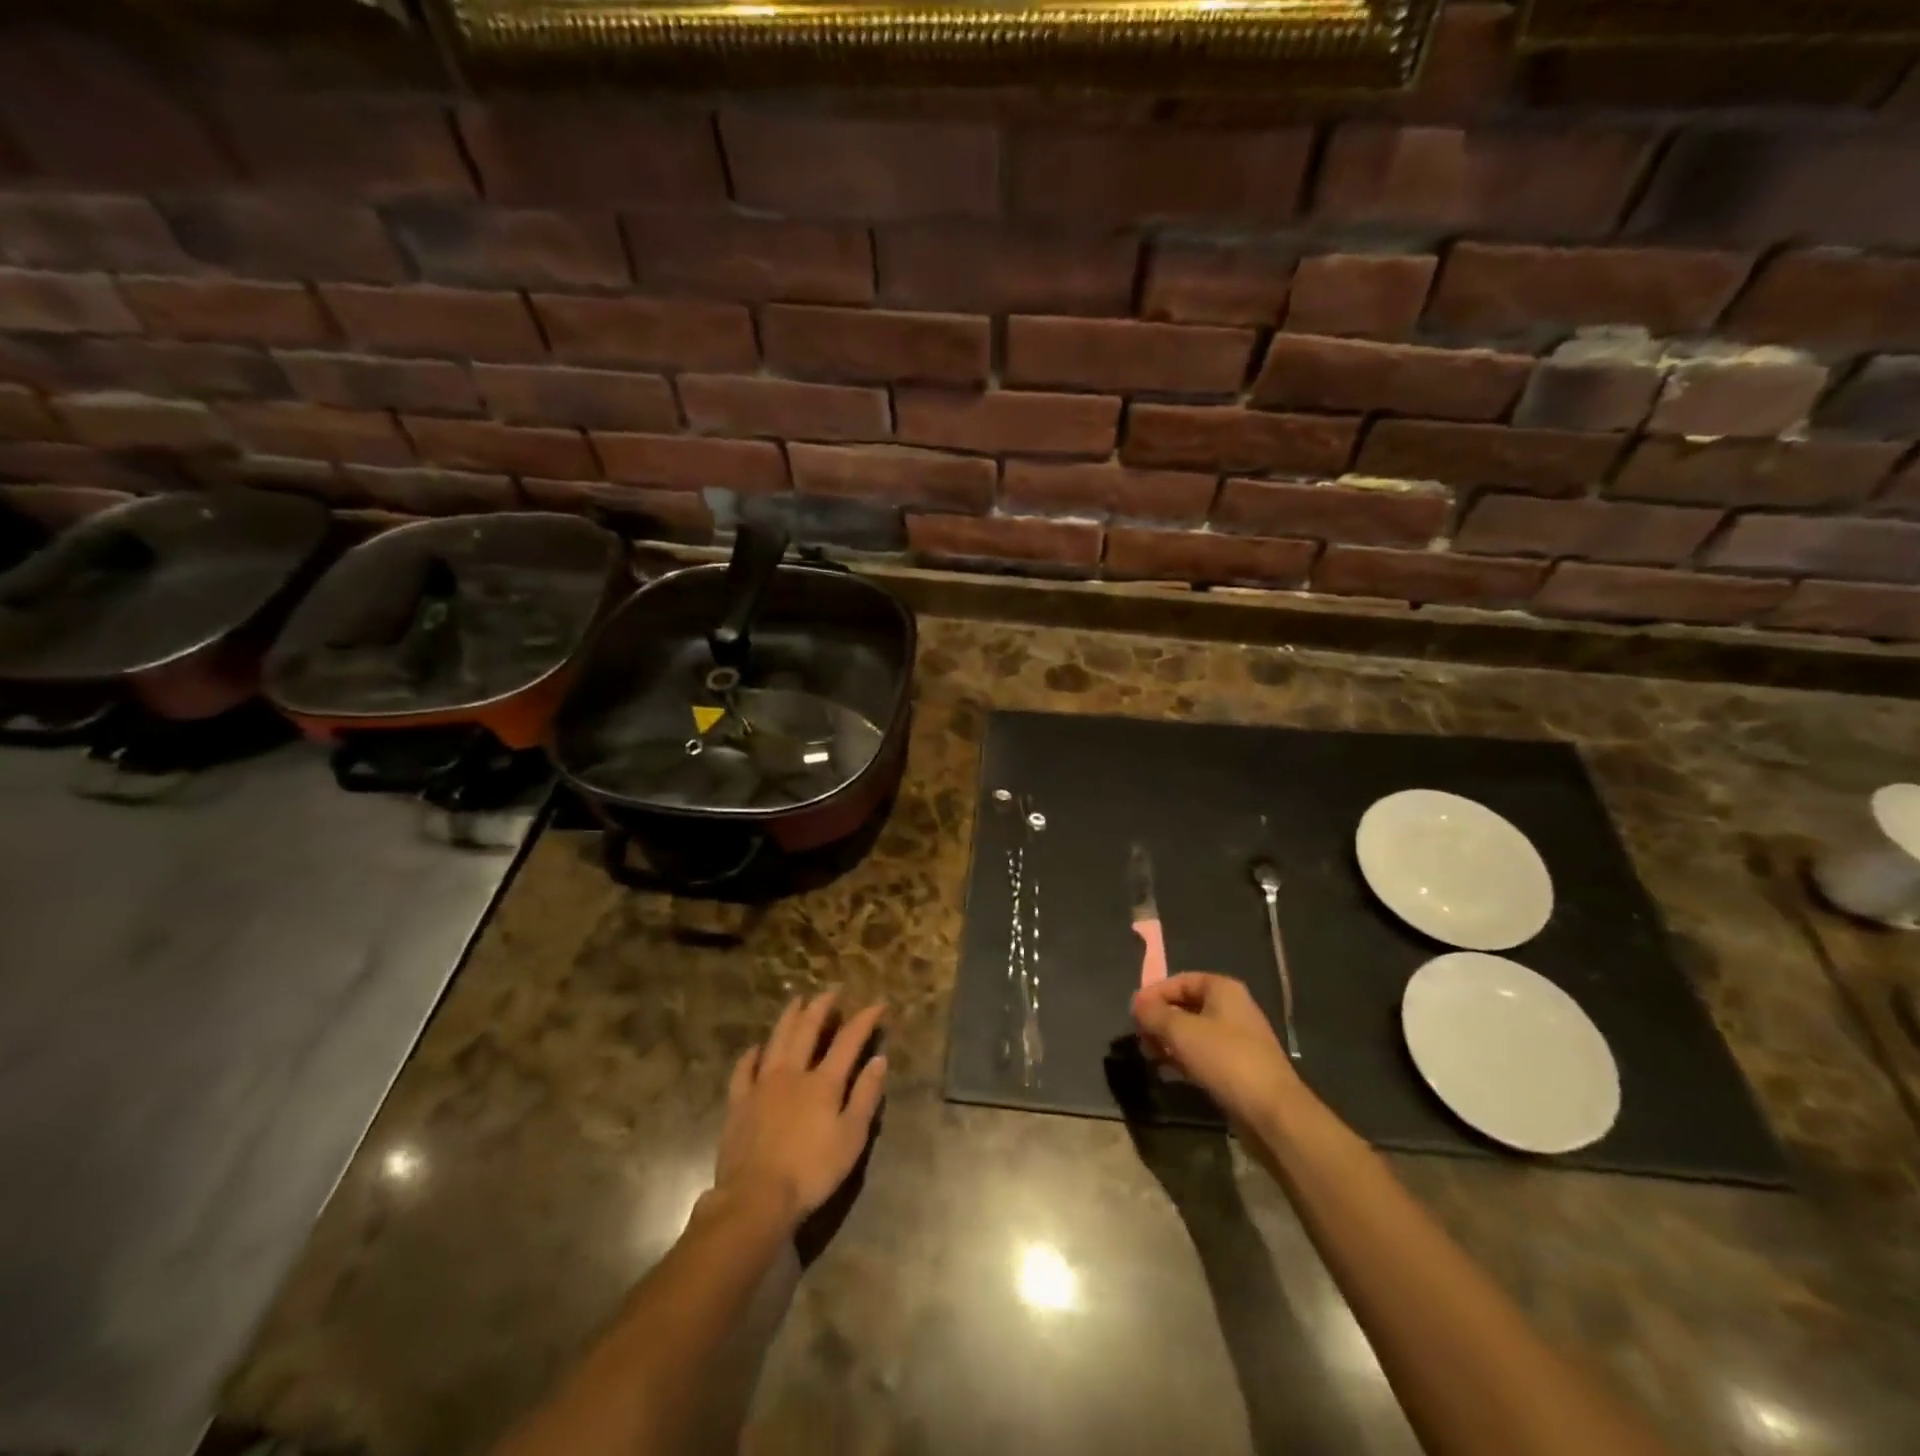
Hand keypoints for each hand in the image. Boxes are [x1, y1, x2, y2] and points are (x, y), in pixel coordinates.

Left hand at [714, 993, 887, 1227]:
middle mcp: (793, 1073)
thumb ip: (866, 1096)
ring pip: (776, 1040)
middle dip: (821, 1008)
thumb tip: (879, 1059)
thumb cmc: (812, 1171)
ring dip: (788, 1018)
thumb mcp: (851, 1138)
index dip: (864, 1020)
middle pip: (807, 1030)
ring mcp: (762, 1085)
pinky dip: (751, 1055)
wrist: (756, 1197)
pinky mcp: (739, 1102)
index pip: (848, 1041)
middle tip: (830, 992)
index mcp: (824, 1082)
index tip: (878, 1004)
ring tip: (796, 1001)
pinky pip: (744, 1069)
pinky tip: (756, 1048)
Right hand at [1132, 973, 1296, 1126]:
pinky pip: (1204, 1055)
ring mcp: (1238, 1040)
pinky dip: (1185, 1059)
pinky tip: (1169, 1072)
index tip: (1133, 1013)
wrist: (1272, 1112)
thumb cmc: (1225, 1059)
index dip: (1154, 993)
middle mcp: (1233, 1009)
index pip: (1180, 980)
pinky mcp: (1239, 1068)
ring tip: (1150, 1056)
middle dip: (1160, 1019)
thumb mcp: (1180, 1031)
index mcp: (1223, 990)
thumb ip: (1154, 1013)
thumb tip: (1137, 1003)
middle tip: (1140, 1037)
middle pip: (1187, 1006)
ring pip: (1194, 1032)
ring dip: (1170, 1041)